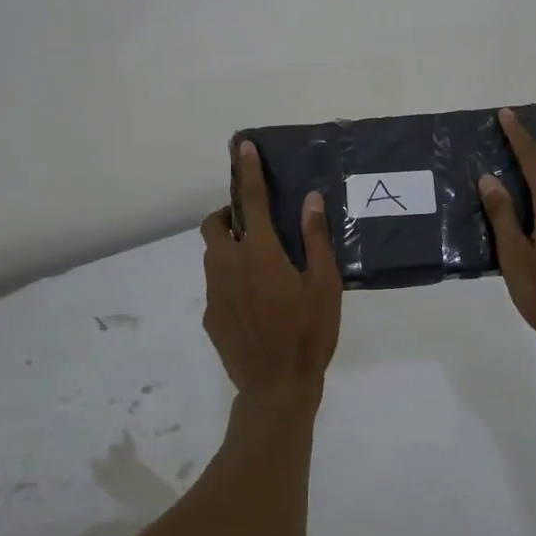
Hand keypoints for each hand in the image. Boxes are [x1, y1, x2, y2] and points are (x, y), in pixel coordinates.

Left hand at [199, 141, 343, 403]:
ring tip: (259, 264)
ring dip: (229, 247)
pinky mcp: (210, 315)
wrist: (276, 389)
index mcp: (260, 253)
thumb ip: (315, 238)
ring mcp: (215, 292)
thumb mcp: (324, 285)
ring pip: (212, 255)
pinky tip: (254, 302)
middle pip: (213, 225)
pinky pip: (216, 284)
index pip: (250, 200)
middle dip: (227, 215)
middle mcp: (229, 265)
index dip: (247, 170)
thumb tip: (310, 200)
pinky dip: (230, 279)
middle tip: (253, 224)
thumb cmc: (308, 333)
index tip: (241, 146)